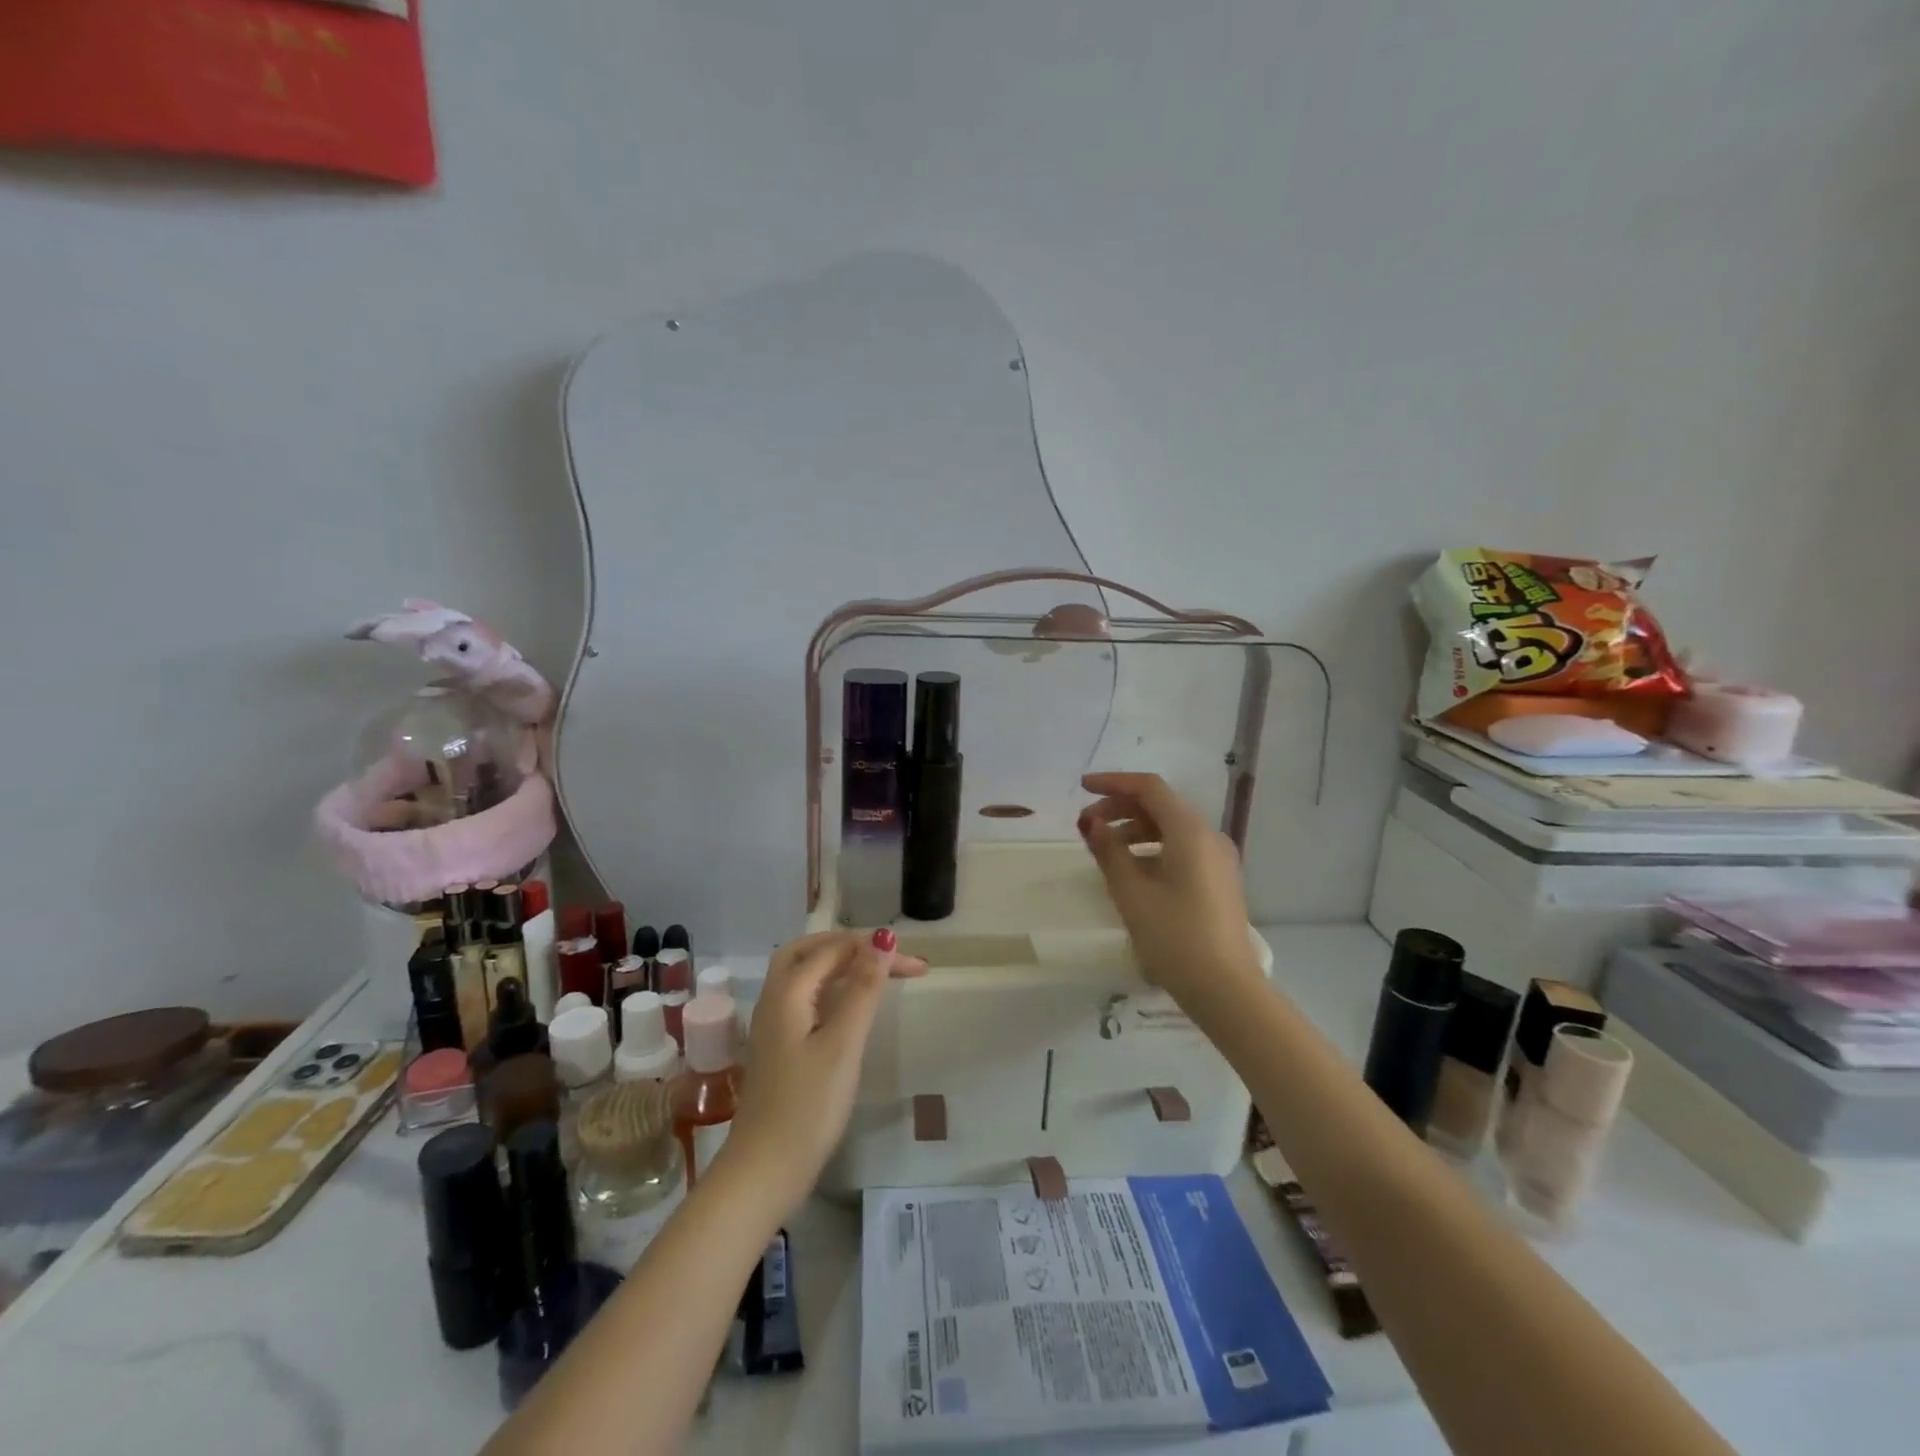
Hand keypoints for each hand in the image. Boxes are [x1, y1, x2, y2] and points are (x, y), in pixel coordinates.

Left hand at [721, 931, 926, 1208]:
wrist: (764, 1172)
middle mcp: (774, 999)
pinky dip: (832, 990)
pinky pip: (806, 999)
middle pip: (810, 952)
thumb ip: (863, 989)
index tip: (916, 965)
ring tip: (878, 975)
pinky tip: (851, 1007)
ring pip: (806, 975)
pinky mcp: (779, 1047)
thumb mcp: (843, 1044)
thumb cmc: (808, 1106)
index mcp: (787, 992)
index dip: (875, 949)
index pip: (834, 950)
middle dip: (851, 947)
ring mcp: (773, 1024)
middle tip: (888, 958)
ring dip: (841, 966)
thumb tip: (883, 940)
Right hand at [1078, 772, 1263, 1008]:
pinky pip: (1181, 848)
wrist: (1226, 989)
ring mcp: (1218, 858)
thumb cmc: (1174, 937)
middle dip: (1121, 807)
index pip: (1149, 788)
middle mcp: (1208, 836)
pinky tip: (1132, 870)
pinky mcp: (1218, 880)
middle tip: (1087, 825)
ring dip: (1135, 829)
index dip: (1113, 782)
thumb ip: (1108, 850)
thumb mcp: (1131, 893)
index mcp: (1190, 831)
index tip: (1082, 788)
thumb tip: (1090, 822)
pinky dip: (1152, 848)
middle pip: (1160, 805)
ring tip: (1104, 848)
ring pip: (1171, 828)